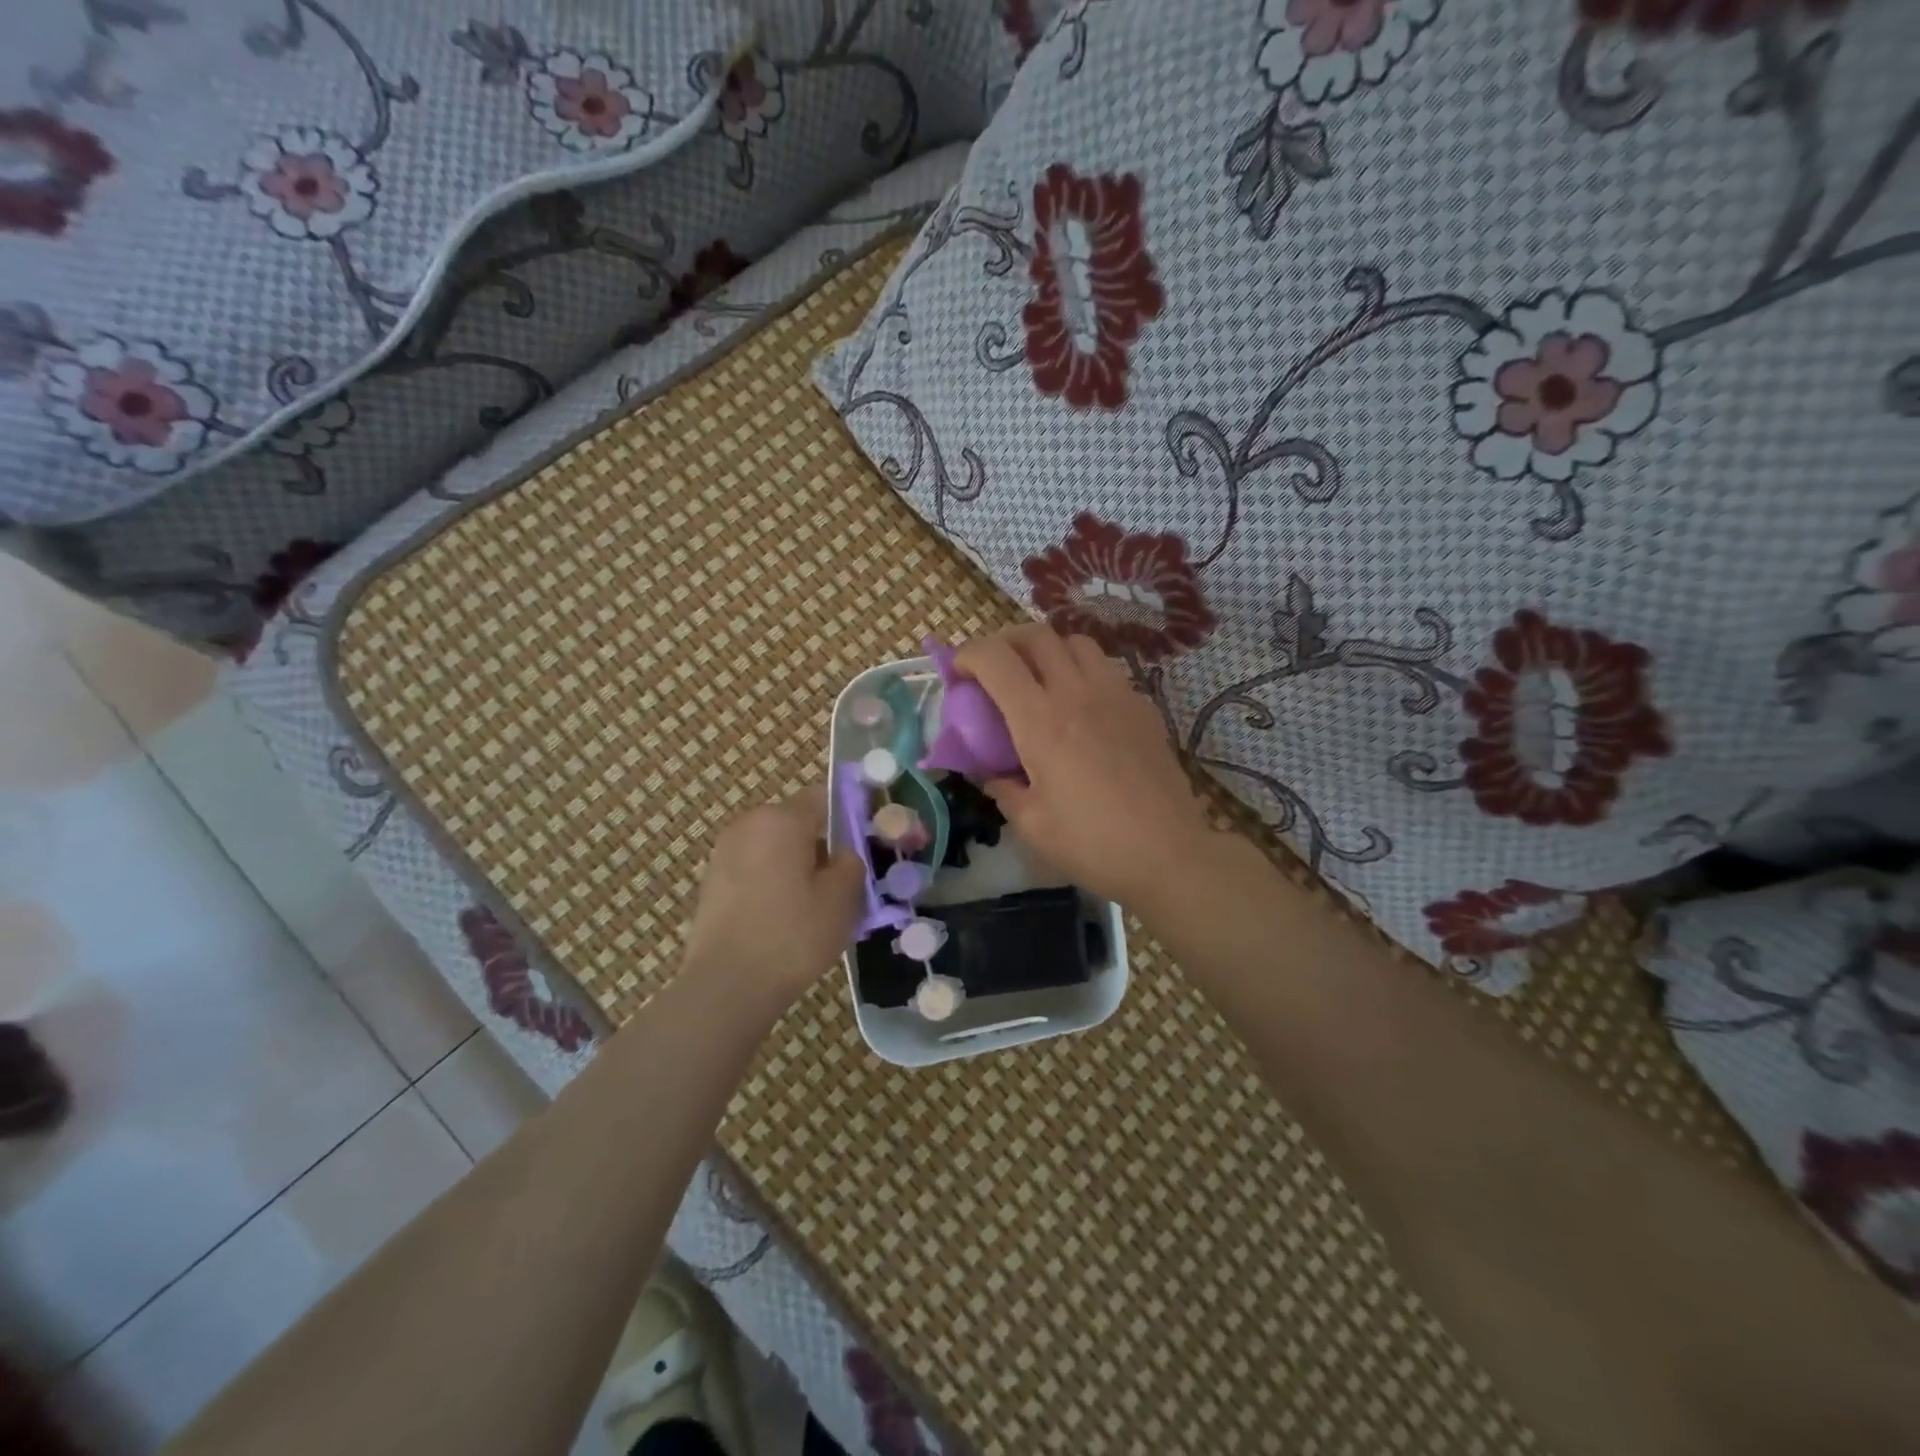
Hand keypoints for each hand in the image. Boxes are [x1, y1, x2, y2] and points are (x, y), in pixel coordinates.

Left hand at [683, 788, 864, 1011]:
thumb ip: (851, 863)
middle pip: (796, 823)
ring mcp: (724, 853)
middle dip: (821, 845)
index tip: (865, 844)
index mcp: (781, 818)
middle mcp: (748, 825)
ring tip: (815, 907)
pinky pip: (754, 870)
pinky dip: (773, 884)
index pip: (823, 797)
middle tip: (844, 883)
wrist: (726, 987)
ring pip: (774, 848)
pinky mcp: (711, 883)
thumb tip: (844, 854)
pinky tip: (785, 920)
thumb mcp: (842, 899)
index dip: (849, 814)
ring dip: (796, 866)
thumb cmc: (792, 935)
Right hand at [955, 624, 1220, 910]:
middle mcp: (1077, 693)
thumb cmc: (1092, 843)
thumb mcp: (1032, 824)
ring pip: (1077, 643)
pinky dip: (1084, 672)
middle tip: (995, 670)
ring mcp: (1116, 695)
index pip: (996, 660)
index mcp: (1040, 721)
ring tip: (1041, 679)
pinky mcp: (1143, 707)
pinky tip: (1084, 707)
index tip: (958, 673)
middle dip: (1006, 642)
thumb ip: (1004, 790)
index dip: (968, 655)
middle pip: (1037, 636)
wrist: (1168, 854)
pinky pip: (1107, 669)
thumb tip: (992, 774)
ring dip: (1049, 650)